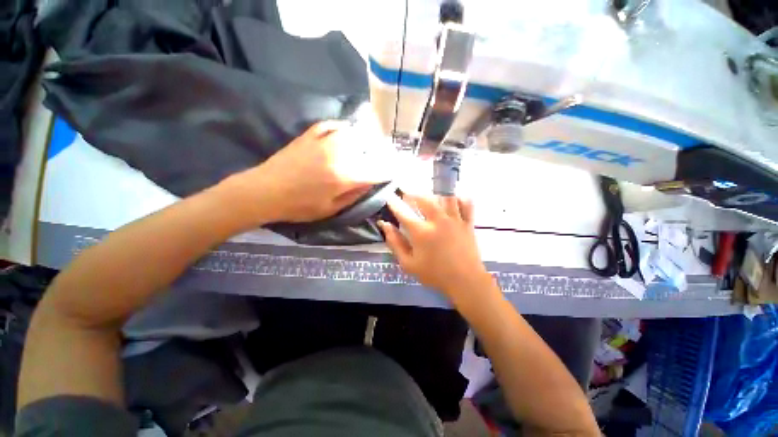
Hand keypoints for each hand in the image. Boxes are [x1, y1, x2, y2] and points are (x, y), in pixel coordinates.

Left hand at [228, 121, 394, 224]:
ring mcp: (325, 140)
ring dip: (365, 138)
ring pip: (354, 132)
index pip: (378, 169)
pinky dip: (344, 128)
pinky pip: (333, 125)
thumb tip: (372, 180)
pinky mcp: (311, 134)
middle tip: (384, 157)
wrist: (265, 191)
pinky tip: (346, 133)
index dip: (391, 170)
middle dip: (381, 152)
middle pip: (370, 146)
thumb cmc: (300, 206)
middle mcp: (340, 153)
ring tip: (368, 145)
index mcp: (346, 175)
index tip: (398, 170)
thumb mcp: (332, 208)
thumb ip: (355, 193)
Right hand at [379, 194, 492, 303]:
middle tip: (408, 195)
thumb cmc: (434, 274)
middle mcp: (438, 221)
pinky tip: (454, 199)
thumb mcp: (408, 264)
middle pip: (424, 198)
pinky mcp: (467, 223)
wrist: (464, 281)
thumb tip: (385, 225)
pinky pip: (466, 203)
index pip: (403, 212)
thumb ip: (395, 243)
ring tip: (428, 196)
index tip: (389, 197)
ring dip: (434, 193)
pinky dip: (460, 198)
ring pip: (444, 196)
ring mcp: (454, 220)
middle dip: (413, 193)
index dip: (394, 203)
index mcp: (421, 232)